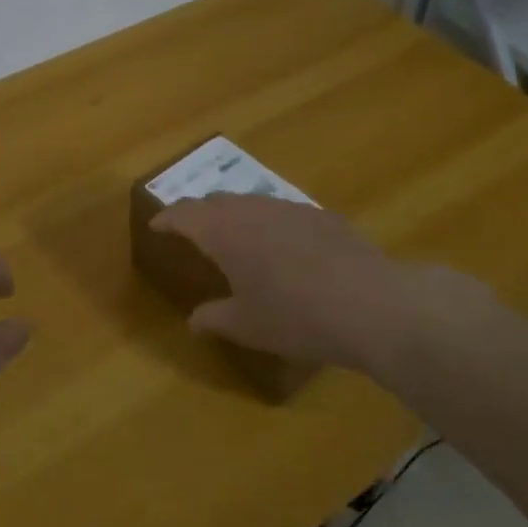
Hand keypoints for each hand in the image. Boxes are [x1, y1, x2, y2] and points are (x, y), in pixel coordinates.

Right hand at [150, 194, 439, 372]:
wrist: (370, 304)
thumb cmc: (294, 316)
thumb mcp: (246, 325)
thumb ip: (214, 318)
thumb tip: (195, 320)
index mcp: (224, 232)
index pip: (185, 213)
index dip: (167, 218)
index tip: (156, 225)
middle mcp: (254, 210)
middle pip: (218, 201)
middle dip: (200, 213)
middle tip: (193, 230)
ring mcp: (292, 209)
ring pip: (253, 203)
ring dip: (237, 215)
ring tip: (237, 238)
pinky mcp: (324, 217)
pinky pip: (284, 213)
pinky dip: (271, 224)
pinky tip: (285, 249)